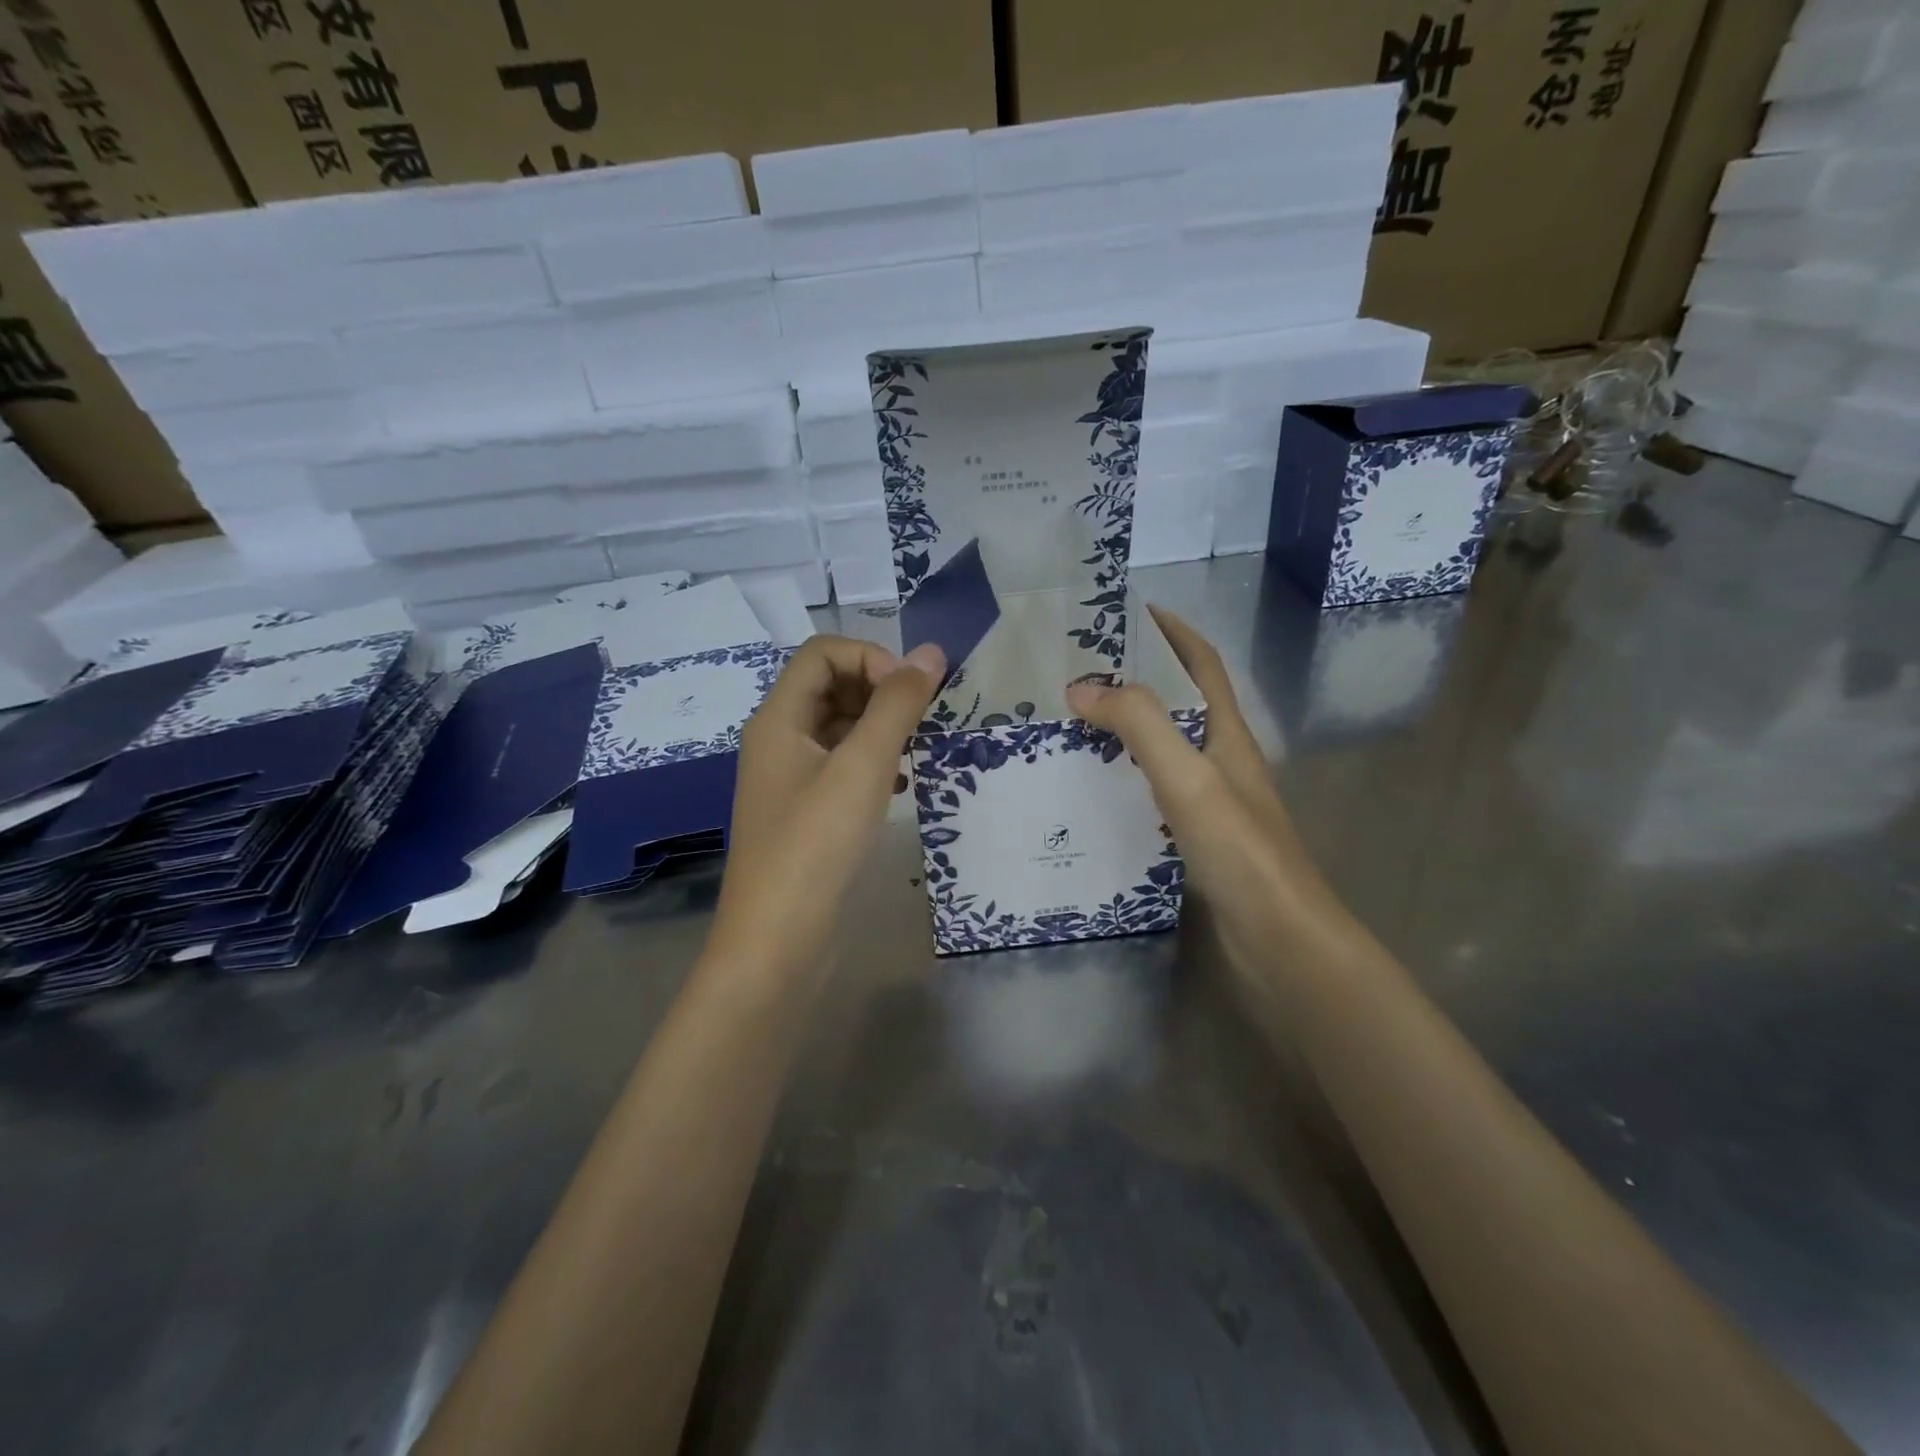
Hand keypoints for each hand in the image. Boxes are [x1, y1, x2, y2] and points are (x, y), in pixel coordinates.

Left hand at [708, 634, 944, 981]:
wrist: (778, 944)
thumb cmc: (816, 846)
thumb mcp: (862, 768)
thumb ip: (897, 706)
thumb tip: (931, 653)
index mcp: (778, 719)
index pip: (821, 653)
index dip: (869, 657)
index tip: (909, 693)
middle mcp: (778, 741)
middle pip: (830, 686)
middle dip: (879, 691)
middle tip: (920, 721)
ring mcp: (790, 781)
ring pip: (838, 730)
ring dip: (879, 729)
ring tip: (915, 752)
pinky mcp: (805, 815)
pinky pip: (841, 769)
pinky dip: (872, 765)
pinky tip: (900, 787)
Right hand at [1064, 606, 1330, 965]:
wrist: (1280, 938)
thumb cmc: (1239, 849)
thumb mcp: (1187, 776)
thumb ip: (1139, 725)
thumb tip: (1082, 686)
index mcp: (1228, 735)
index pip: (1203, 666)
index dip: (1175, 633)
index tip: (1135, 610)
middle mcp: (1223, 761)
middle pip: (1181, 704)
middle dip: (1140, 680)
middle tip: (1082, 672)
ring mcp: (1214, 802)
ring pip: (1166, 750)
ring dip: (1128, 730)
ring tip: (1075, 725)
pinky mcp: (1200, 838)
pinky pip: (1155, 791)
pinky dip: (1126, 778)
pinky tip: (1095, 792)